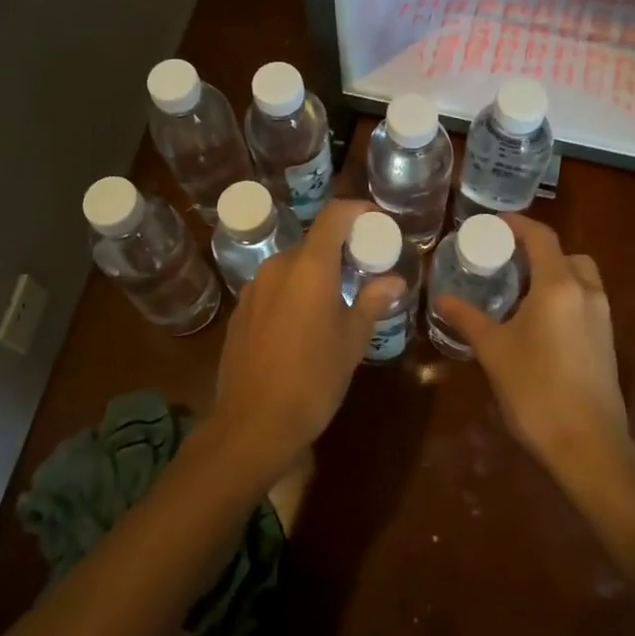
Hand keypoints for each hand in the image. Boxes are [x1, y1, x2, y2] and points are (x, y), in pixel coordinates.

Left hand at [210, 199, 403, 479]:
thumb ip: (372, 302)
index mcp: (310, 267)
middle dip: (340, 250)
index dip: (358, 210)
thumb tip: (394, 281)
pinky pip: (273, 288)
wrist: (252, 425)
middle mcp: (278, 267)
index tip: (377, 222)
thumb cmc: (313, 380)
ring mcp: (253, 288)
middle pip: (313, 242)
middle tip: (363, 271)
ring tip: (335, 301)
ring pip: (292, 266)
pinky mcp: (240, 312)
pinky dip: (293, 292)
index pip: (334, 215)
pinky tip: (303, 325)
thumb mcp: (352, 341)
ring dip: (315, 273)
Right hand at [434, 214, 630, 485]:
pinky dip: (564, 297)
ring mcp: (602, 318)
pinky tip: (538, 323)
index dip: (517, 224)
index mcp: (559, 286)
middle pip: (566, 254)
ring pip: (580, 278)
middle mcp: (587, 293)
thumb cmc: (535, 390)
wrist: (588, 445)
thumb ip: (467, 318)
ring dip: (554, 274)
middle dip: (538, 251)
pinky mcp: (606, 342)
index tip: (493, 223)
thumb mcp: (494, 351)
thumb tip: (442, 298)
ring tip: (520, 291)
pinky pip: (585, 302)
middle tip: (507, 261)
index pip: (541, 237)